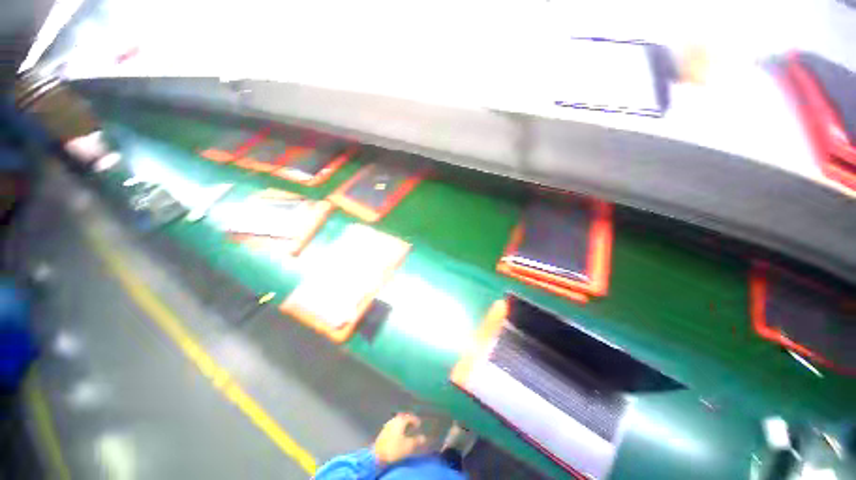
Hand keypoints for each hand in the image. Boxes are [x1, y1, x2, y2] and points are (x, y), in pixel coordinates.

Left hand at [373, 413, 427, 464]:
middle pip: (403, 416)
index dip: (415, 420)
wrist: (377, 454)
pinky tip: (398, 432)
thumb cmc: (394, 448)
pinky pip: (393, 424)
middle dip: (409, 420)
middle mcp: (394, 419)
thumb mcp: (408, 446)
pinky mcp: (384, 430)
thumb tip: (423, 437)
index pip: (410, 416)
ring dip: (403, 423)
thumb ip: (416, 441)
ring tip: (407, 429)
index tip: (419, 425)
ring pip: (398, 420)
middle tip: (413, 425)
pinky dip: (398, 426)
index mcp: (401, 420)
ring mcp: (388, 424)